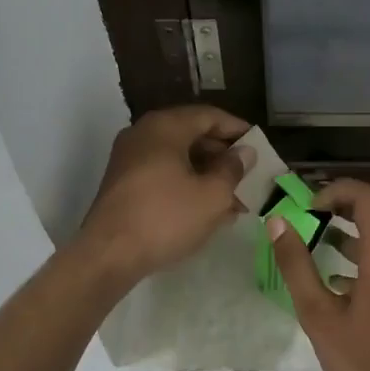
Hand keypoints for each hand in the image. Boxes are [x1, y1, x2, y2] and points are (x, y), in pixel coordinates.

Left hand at [75, 105, 251, 285]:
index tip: (260, 147)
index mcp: (165, 127)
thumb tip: (244, 152)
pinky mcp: (123, 183)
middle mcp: (143, 134)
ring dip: (207, 175)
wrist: (109, 254)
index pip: (209, 116)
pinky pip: (163, 174)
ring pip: (178, 158)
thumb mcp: (212, 195)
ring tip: (234, 202)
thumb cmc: (166, 218)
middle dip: (223, 158)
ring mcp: (129, 158)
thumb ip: (233, 169)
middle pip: (192, 135)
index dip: (238, 130)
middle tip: (249, 178)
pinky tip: (207, 210)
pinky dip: (186, 185)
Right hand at [268, 180, 369, 370]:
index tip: (310, 207)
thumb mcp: (318, 315)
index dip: (337, 191)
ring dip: (357, 233)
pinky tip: (345, 282)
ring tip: (323, 244)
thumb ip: (296, 265)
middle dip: (344, 209)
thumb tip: (277, 223)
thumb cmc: (361, 361)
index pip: (368, 198)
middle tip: (312, 219)